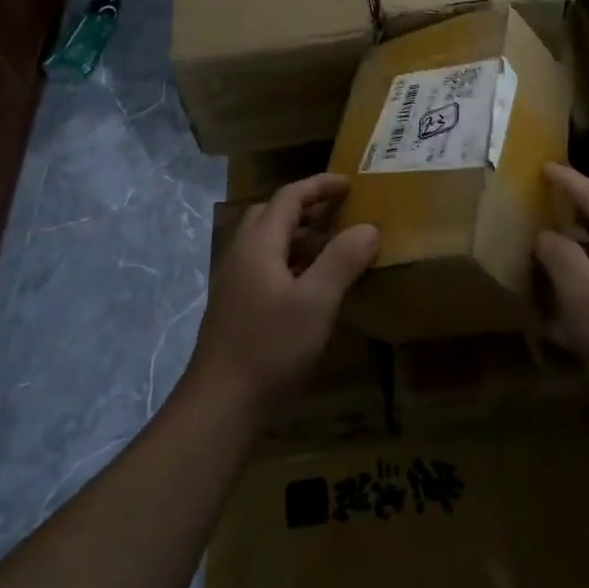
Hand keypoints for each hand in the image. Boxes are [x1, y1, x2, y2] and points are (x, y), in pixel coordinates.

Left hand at [185, 175, 379, 414]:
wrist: (220, 404)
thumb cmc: (270, 347)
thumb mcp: (316, 302)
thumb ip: (342, 260)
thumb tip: (369, 227)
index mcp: (259, 244)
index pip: (289, 197)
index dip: (319, 186)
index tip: (349, 183)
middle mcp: (241, 254)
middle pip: (271, 213)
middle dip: (305, 206)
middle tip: (338, 211)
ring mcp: (234, 282)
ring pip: (266, 241)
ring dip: (296, 234)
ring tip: (330, 245)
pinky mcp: (234, 306)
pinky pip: (264, 265)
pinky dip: (289, 259)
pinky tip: (308, 285)